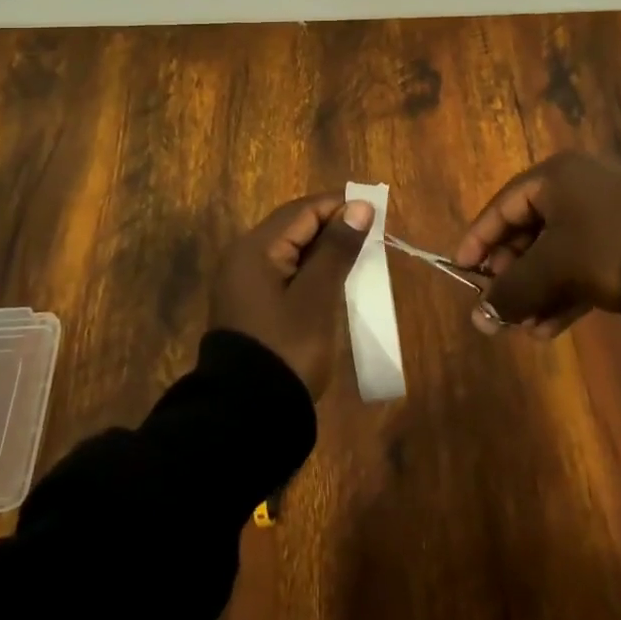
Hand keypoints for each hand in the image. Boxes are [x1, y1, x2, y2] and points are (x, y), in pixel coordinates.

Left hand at [210, 193, 375, 396]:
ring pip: (289, 248)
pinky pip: (283, 270)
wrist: (247, 414)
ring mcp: (243, 281)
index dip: (340, 206)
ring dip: (323, 248)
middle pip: (294, 226)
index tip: (377, 212)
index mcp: (255, 248)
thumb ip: (337, 249)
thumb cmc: (287, 347)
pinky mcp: (250, 303)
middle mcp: (243, 256)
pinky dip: (310, 269)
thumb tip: (359, 207)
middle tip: (372, 234)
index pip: (303, 210)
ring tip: (359, 255)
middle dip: (332, 225)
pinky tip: (333, 279)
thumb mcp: (318, 297)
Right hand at [455, 153, 620, 338]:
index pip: (502, 207)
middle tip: (498, 306)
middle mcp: (577, 188)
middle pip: (529, 231)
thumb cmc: (607, 247)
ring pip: (556, 253)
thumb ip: (512, 290)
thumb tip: (477, 320)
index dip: (478, 240)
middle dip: (512, 275)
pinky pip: (582, 264)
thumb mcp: (553, 268)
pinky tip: (549, 328)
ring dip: (537, 291)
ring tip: (524, 328)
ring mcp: (605, 215)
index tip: (461, 271)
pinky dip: (564, 292)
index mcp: (555, 177)